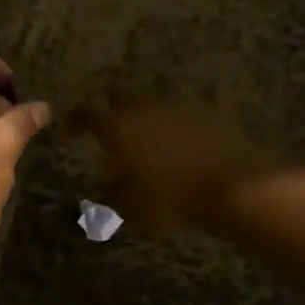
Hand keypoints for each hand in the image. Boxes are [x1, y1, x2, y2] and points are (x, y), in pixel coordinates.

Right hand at [65, 101, 281, 237]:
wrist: (235, 186)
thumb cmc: (171, 200)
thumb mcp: (132, 209)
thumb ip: (114, 195)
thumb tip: (108, 186)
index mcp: (117, 128)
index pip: (85, 112)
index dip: (74, 120)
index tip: (70, 132)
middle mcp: (143, 110)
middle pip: (118, 94)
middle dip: (110, 107)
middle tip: (109, 128)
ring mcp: (177, 108)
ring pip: (151, 104)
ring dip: (144, 118)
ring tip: (147, 143)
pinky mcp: (208, 114)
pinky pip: (181, 115)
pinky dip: (174, 127)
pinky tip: (180, 147)